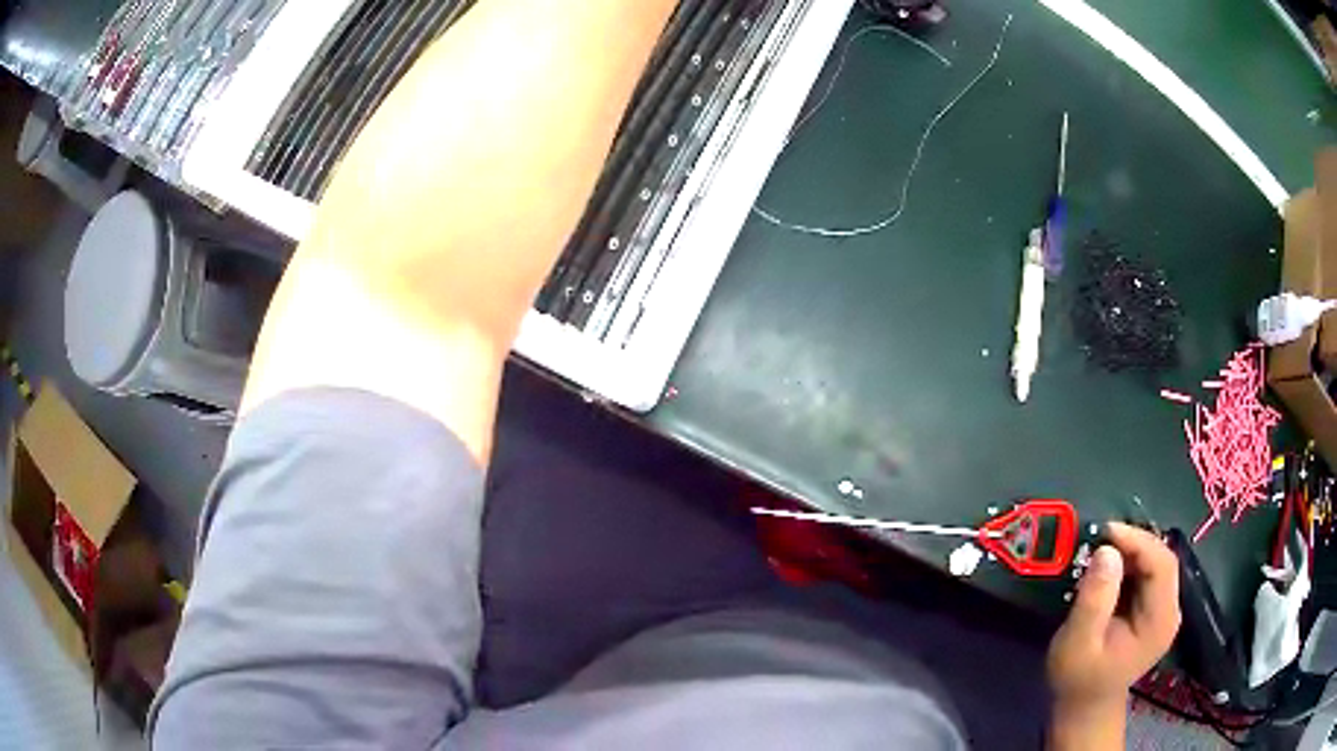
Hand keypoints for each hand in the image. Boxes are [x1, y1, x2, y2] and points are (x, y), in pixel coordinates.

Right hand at [1046, 523, 1180, 748]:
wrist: (1084, 707)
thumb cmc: (1077, 679)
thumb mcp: (1077, 643)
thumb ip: (1094, 600)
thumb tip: (1107, 551)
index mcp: (1159, 622)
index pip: (1162, 565)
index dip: (1138, 541)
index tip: (1105, 531)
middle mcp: (1170, 611)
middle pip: (1162, 560)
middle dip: (1134, 543)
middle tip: (1100, 537)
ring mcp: (1164, 611)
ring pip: (1156, 563)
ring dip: (1131, 551)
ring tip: (1101, 550)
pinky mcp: (1154, 610)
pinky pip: (1148, 574)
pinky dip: (1129, 564)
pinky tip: (1109, 568)